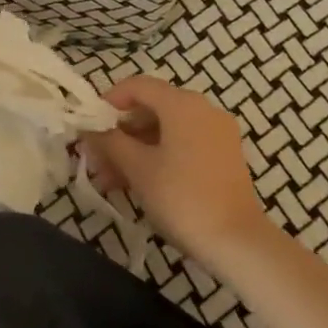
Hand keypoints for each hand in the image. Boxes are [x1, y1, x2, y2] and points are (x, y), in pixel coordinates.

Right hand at [79, 76, 270, 270]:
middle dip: (119, 132)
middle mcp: (203, 109)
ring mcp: (216, 133)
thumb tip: (89, 130)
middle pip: (151, 108)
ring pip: (165, 129)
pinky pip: (183, 144)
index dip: (108, 101)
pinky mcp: (224, 156)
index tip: (89, 125)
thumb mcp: (137, 168)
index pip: (137, 86)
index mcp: (182, 104)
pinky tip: (137, 183)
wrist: (237, 242)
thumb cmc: (182, 197)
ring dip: (135, 148)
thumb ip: (110, 142)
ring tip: (109, 180)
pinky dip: (158, 156)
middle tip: (95, 159)